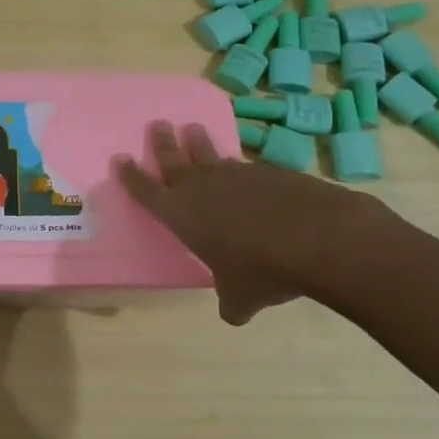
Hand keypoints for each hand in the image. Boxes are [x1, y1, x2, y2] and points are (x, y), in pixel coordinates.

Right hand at [115, 120, 391, 324]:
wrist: (317, 237)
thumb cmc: (262, 270)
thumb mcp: (241, 297)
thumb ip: (232, 302)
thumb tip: (234, 313)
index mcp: (182, 215)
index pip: (146, 191)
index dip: (131, 176)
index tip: (120, 159)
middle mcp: (203, 188)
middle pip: (174, 159)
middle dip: (163, 143)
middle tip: (157, 125)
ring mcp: (237, 175)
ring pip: (211, 155)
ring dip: (199, 143)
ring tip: (192, 130)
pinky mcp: (269, 172)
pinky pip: (246, 167)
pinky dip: (240, 168)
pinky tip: (247, 174)